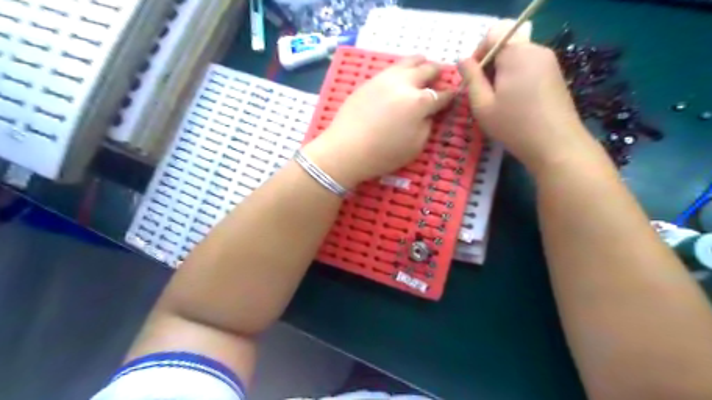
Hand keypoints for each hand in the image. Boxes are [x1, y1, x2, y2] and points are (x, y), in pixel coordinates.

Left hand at [304, 55, 449, 190]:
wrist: (346, 150)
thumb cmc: (383, 154)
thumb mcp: (415, 146)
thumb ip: (427, 125)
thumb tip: (429, 112)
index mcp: (420, 102)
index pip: (442, 94)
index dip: (450, 95)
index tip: (453, 95)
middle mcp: (405, 84)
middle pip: (428, 69)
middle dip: (438, 73)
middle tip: (440, 77)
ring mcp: (385, 78)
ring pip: (409, 61)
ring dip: (420, 63)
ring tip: (423, 66)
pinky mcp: (370, 80)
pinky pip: (392, 68)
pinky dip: (402, 69)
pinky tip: (401, 76)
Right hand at [460, 23, 592, 173]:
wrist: (556, 145)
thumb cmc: (513, 125)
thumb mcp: (482, 105)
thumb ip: (471, 79)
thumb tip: (462, 60)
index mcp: (517, 53)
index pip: (494, 34)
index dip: (478, 53)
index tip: (473, 79)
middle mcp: (536, 50)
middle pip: (506, 46)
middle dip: (490, 66)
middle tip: (483, 95)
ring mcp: (549, 62)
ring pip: (517, 58)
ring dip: (502, 74)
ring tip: (498, 102)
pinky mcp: (556, 75)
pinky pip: (529, 68)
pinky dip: (516, 79)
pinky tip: (515, 104)